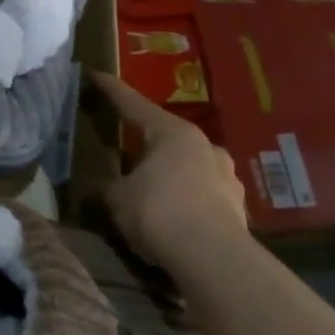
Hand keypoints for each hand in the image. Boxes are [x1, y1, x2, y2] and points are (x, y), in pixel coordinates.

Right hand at [89, 71, 250, 268]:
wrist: (213, 259)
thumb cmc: (158, 212)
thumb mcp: (116, 198)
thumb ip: (106, 186)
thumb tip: (99, 186)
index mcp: (173, 133)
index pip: (134, 104)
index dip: (112, 91)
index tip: (96, 76)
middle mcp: (205, 146)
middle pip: (166, 136)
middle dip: (145, 142)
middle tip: (123, 150)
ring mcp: (227, 175)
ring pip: (188, 166)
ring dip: (169, 173)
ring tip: (149, 189)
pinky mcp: (238, 206)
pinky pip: (202, 193)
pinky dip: (185, 198)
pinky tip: (172, 215)